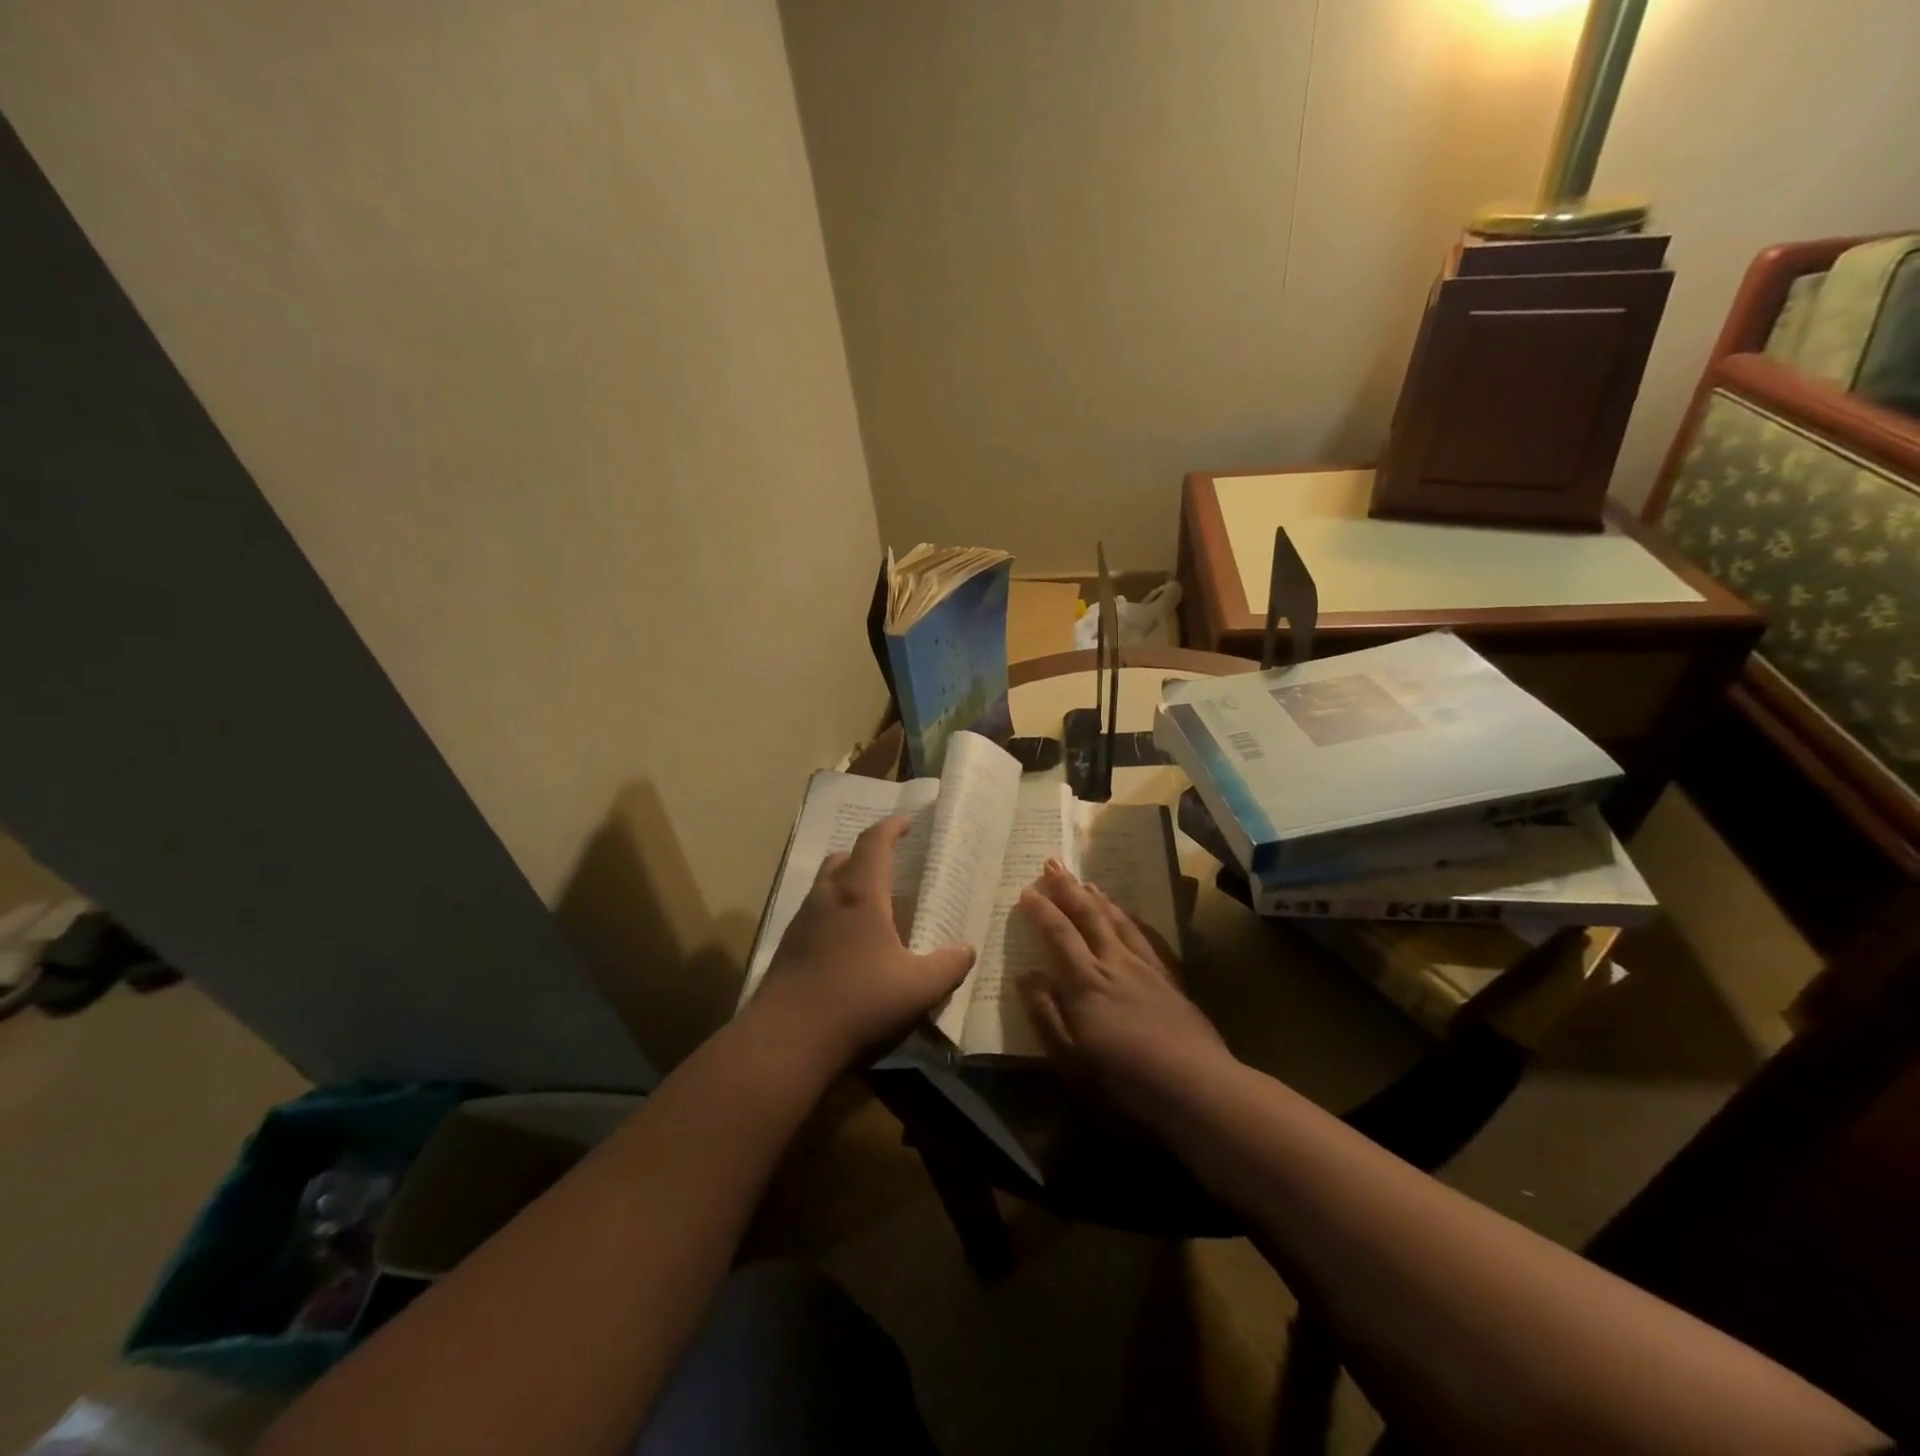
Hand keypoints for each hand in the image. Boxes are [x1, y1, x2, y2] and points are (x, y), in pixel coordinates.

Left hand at [750, 816, 975, 1074]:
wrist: (784, 1043)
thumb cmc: (857, 1003)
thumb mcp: (918, 989)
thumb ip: (948, 966)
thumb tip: (966, 949)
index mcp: (860, 895)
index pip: (875, 842)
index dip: (892, 827)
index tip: (908, 822)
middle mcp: (826, 898)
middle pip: (844, 859)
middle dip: (867, 856)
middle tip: (891, 868)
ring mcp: (801, 923)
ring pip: (825, 887)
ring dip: (848, 886)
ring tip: (872, 908)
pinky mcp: (787, 950)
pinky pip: (814, 916)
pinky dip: (834, 916)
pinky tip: (849, 946)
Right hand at [1017, 860, 1231, 1118]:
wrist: (1197, 1087)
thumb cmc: (1124, 1081)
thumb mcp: (1071, 1059)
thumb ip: (1046, 1014)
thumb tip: (1026, 976)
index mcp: (1086, 983)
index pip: (1058, 935)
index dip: (1041, 911)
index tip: (1027, 890)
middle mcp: (1114, 964)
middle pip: (1088, 917)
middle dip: (1067, 889)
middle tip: (1052, 863)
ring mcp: (1146, 968)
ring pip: (1117, 920)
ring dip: (1097, 897)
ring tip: (1085, 880)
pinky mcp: (1169, 979)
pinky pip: (1145, 935)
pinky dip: (1130, 917)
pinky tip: (1128, 914)